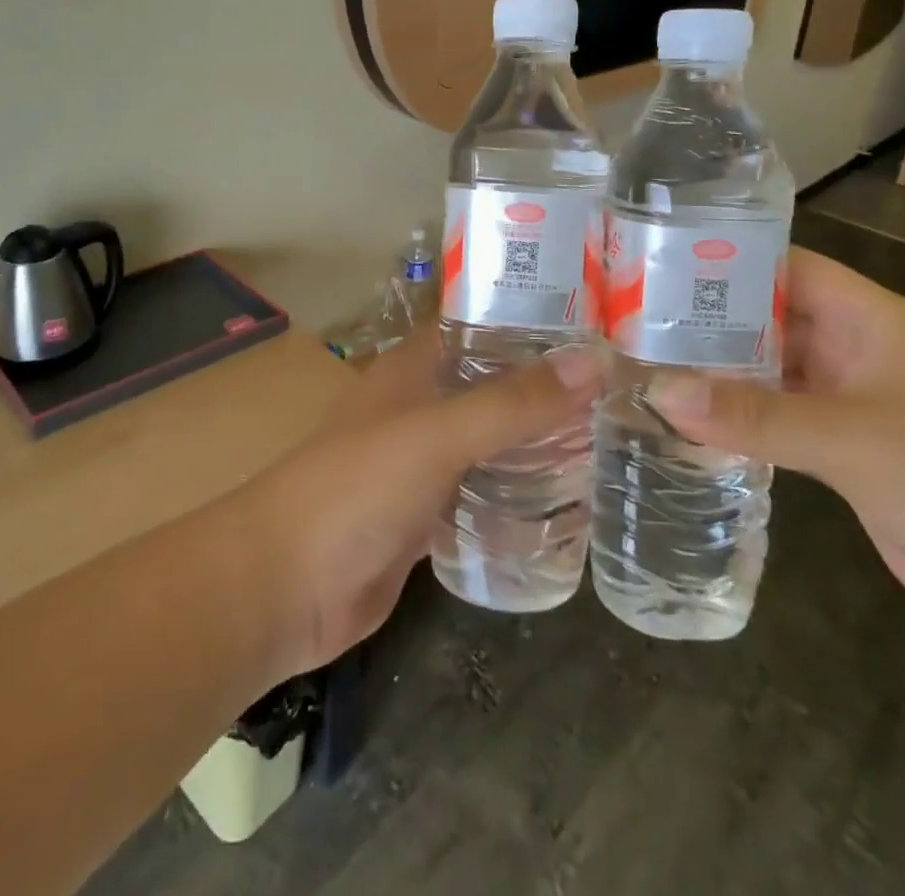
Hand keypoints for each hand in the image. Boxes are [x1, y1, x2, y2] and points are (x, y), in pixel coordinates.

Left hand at [233, 330, 603, 677]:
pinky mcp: (424, 518)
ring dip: (534, 441)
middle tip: (620, 387)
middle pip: (489, 385)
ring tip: (608, 439)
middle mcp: (418, 408)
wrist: (283, 587)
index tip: (595, 320)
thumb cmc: (355, 489)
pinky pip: (480, 495)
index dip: (528, 317)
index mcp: (412, 370)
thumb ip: (512, 402)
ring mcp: (420, 465)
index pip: (476, 325)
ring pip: (487, 441)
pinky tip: (567, 502)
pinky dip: (515, 495)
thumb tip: (593, 360)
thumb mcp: (437, 436)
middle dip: (544, 386)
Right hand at [647, 249, 904, 654]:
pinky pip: (773, 416)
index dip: (722, 258)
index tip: (651, 263)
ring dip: (713, 370)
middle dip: (703, 318)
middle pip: (766, 316)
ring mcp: (846, 400)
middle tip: (625, 319)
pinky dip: (732, 414)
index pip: (782, 266)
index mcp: (868, 318)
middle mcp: (853, 348)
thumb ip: (753, 414)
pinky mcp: (839, 448)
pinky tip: (680, 418)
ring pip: (765, 369)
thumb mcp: (852, 439)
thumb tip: (659, 390)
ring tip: (638, 363)